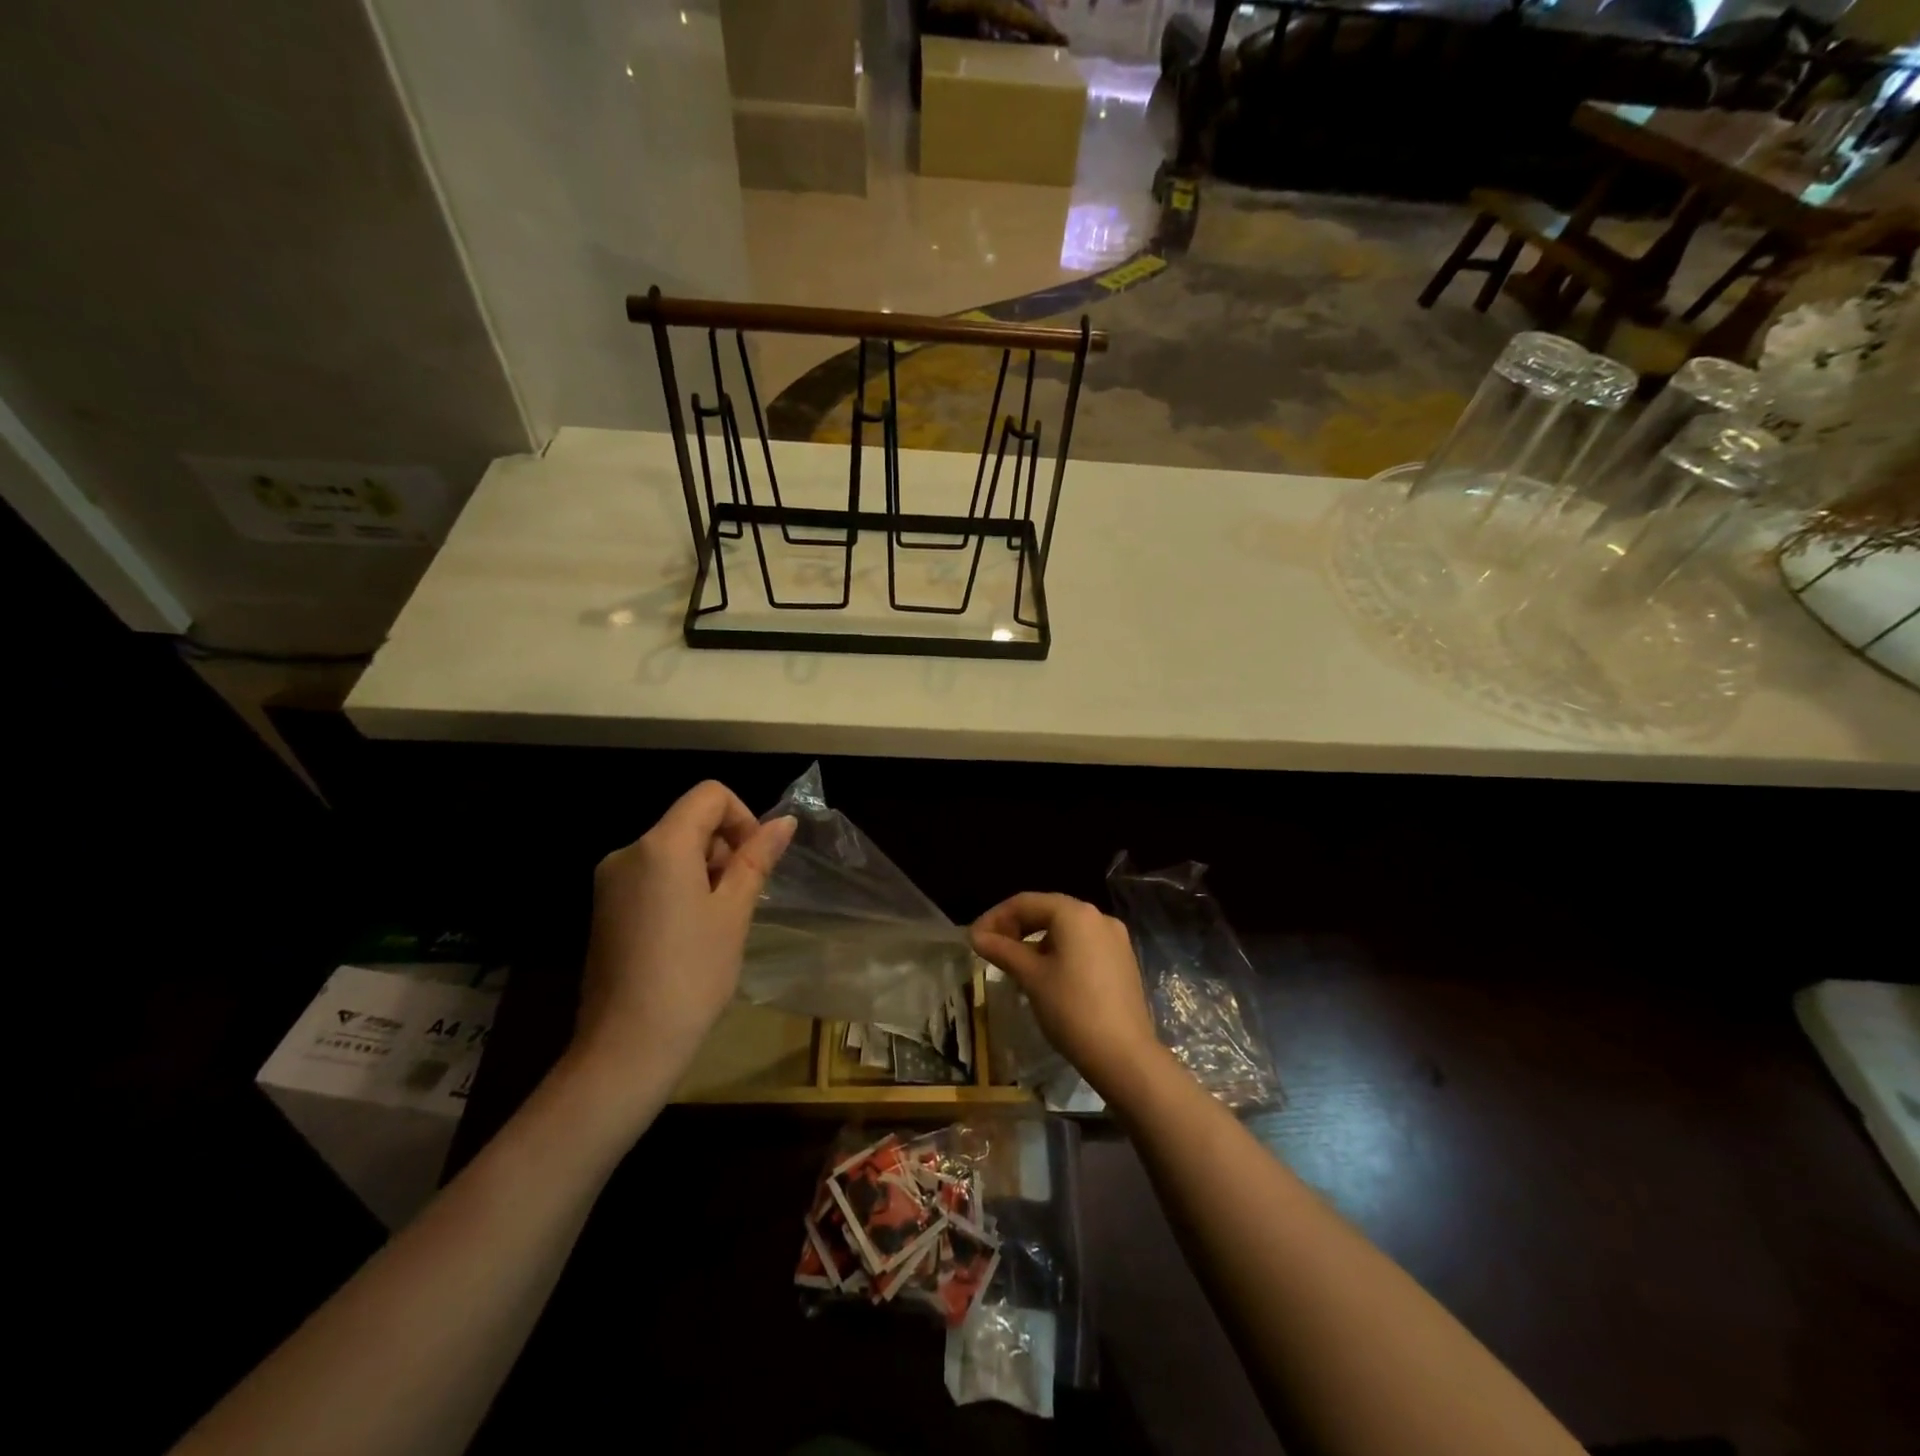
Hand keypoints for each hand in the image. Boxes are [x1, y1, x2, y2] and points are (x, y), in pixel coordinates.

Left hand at [572, 781, 795, 1094]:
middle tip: (740, 901)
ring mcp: (610, 882)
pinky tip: (690, 935)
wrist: (626, 1047)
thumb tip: (784, 822)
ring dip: (705, 871)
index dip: (743, 817)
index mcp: (660, 845)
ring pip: (672, 851)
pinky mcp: (604, 909)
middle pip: (689, 822)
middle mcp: (628, 852)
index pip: (710, 795)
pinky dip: (680, 888)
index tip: (754, 862)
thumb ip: (757, 859)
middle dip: (724, 848)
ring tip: (717, 923)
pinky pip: (652, 876)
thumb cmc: (692, 974)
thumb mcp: (734, 912)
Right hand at [970, 892, 1167, 1101]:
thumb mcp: (1031, 977)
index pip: (1026, 903)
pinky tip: (1046, 975)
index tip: (975, 939)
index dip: (996, 917)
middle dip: (1016, 927)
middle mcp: (1098, 917)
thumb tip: (976, 936)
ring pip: (1066, 929)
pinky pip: (1083, 945)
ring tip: (1015, 965)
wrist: (1124, 1055)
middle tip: (991, 949)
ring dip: (1037, 941)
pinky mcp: (1123, 961)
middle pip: (1048, 911)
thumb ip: (1002, 950)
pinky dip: (1060, 952)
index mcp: (1075, 913)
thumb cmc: (1071, 1009)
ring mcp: (1115, 939)